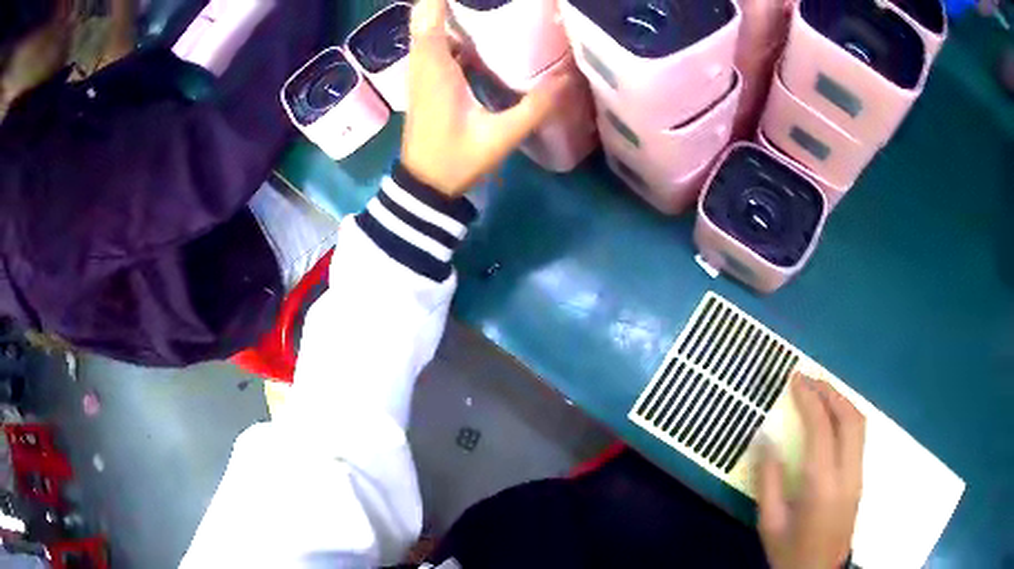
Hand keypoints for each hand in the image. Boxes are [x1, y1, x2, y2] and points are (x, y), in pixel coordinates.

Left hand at [401, 0, 569, 197]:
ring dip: (447, 12)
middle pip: (426, 17)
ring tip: (481, 7)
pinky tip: (475, 29)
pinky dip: (449, 30)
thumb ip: (535, 107)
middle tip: (485, 0)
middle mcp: (423, 65)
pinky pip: (434, 44)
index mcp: (435, 70)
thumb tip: (568, 78)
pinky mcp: (426, 81)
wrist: (423, 185)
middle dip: (445, 2)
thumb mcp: (500, 136)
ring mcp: (422, 72)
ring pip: (428, 29)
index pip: (429, 20)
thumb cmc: (456, 160)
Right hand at [757, 372, 865, 568]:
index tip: (795, 381)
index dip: (810, 399)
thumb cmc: (789, 552)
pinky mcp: (861, 479)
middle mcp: (848, 474)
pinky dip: (846, 417)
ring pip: (860, 424)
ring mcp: (859, 476)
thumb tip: (765, 439)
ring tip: (820, 392)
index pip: (822, 429)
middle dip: (831, 392)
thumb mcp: (769, 523)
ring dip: (841, 401)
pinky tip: (831, 418)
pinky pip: (859, 437)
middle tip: (809, 380)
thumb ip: (768, 480)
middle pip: (850, 418)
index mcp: (822, 486)